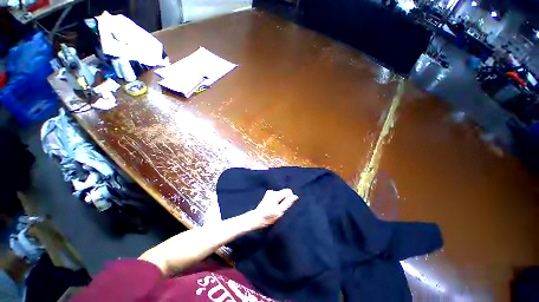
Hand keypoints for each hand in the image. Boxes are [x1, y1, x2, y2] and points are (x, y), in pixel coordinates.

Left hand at [247, 189, 298, 228]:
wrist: (256, 218)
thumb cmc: (267, 217)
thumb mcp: (279, 212)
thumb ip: (287, 203)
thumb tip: (295, 196)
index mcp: (276, 195)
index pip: (288, 191)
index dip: (290, 197)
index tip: (287, 205)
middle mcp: (273, 192)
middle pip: (284, 192)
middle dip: (285, 199)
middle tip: (281, 209)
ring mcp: (269, 193)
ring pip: (281, 194)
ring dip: (281, 200)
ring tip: (276, 208)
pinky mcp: (268, 194)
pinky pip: (277, 195)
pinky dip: (277, 200)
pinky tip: (273, 206)